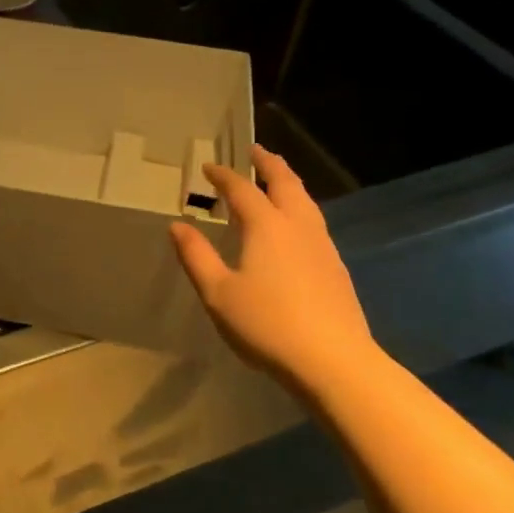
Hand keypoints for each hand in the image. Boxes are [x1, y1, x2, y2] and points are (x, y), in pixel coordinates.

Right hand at [168, 144, 376, 386]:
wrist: (334, 361)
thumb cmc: (268, 325)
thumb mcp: (218, 293)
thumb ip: (196, 257)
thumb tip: (177, 225)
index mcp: (266, 226)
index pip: (242, 189)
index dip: (224, 176)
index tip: (209, 167)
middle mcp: (297, 226)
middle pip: (285, 183)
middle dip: (268, 164)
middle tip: (255, 151)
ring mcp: (322, 246)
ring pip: (305, 201)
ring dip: (288, 182)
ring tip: (277, 179)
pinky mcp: (335, 267)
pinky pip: (314, 221)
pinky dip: (299, 206)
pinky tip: (296, 225)